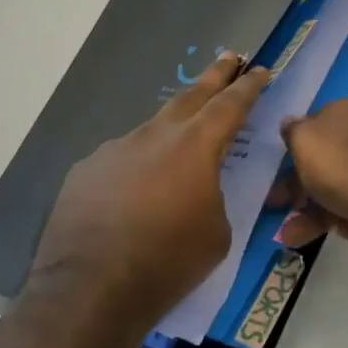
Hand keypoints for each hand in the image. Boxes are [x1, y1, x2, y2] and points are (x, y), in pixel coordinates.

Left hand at [26, 53, 270, 331]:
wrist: (91, 289)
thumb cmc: (170, 261)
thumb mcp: (218, 232)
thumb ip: (215, 197)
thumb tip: (200, 191)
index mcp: (195, 146)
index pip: (230, 105)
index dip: (249, 86)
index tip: (261, 70)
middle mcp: (154, 136)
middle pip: (190, 96)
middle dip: (214, 76)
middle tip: (230, 58)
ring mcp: (114, 150)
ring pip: (152, 130)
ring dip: (172, 130)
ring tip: (181, 144)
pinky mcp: (85, 171)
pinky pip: (121, 160)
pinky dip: (137, 166)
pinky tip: (134, 192)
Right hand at [275, 95, 347, 248]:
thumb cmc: (345, 164)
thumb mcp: (305, 140)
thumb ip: (293, 132)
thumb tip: (291, 125)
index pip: (315, 124)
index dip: (293, 151)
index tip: (275, 175)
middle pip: (327, 160)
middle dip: (299, 189)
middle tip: (278, 210)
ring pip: (341, 187)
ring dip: (313, 213)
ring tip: (293, 236)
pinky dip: (346, 219)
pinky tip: (344, 231)